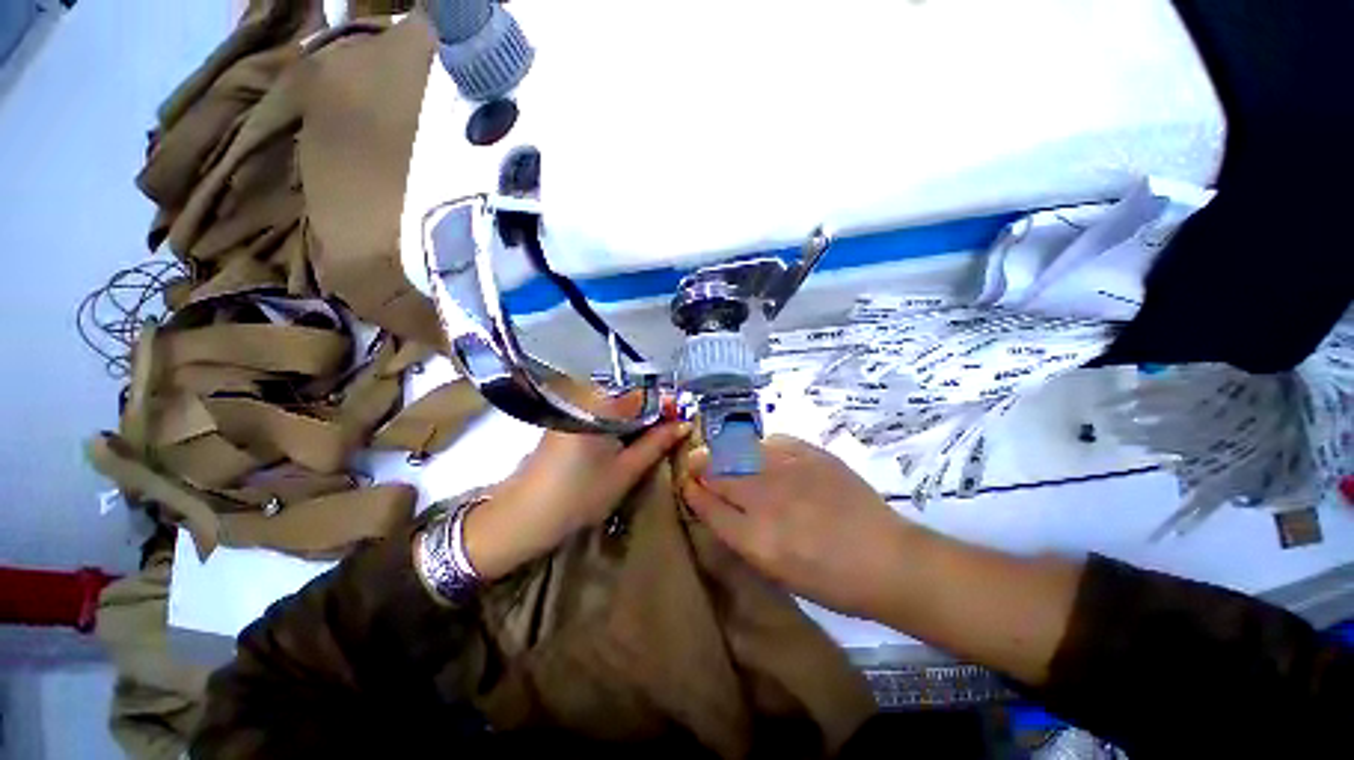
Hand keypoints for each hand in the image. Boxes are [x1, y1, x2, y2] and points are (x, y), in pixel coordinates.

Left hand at [463, 417, 691, 579]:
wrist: (524, 515)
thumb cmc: (580, 494)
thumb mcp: (626, 470)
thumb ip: (657, 443)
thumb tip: (683, 424)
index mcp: (601, 405)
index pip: (644, 393)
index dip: (665, 405)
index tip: (680, 422)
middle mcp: (586, 398)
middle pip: (630, 397)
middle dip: (652, 414)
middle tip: (668, 435)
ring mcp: (573, 408)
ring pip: (616, 406)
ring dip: (636, 420)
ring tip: (649, 442)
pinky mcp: (566, 420)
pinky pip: (601, 413)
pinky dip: (617, 425)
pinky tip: (624, 443)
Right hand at [681, 435, 912, 618]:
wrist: (886, 558)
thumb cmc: (830, 580)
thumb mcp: (776, 571)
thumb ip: (741, 535)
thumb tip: (717, 506)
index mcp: (755, 539)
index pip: (707, 506)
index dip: (692, 492)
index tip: (687, 484)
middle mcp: (765, 499)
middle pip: (717, 473)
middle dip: (701, 467)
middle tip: (697, 463)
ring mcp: (788, 471)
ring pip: (739, 450)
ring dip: (724, 451)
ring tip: (722, 453)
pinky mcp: (810, 454)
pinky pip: (772, 439)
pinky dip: (760, 445)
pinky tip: (762, 452)